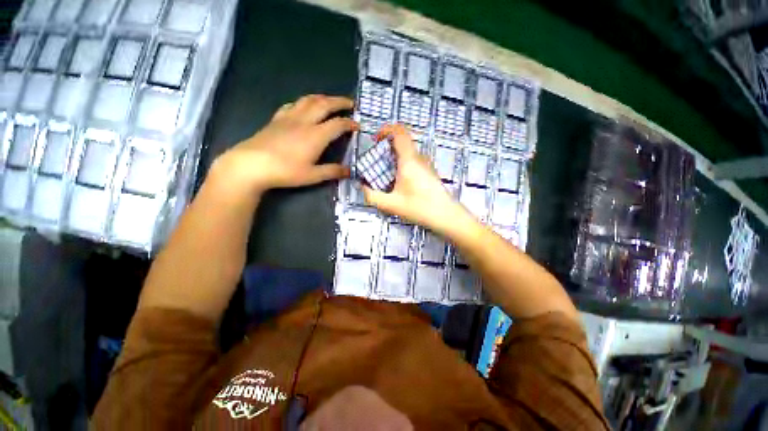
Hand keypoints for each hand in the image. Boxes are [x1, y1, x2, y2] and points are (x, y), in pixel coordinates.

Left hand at [211, 94, 357, 193]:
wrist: (252, 164)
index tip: (358, 125)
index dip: (350, 123)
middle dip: (340, 102)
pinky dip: (303, 102)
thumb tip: (349, 171)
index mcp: (316, 135)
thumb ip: (332, 171)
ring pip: (309, 100)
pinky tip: (304, 106)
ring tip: (331, 100)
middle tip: (350, 103)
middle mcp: (305, 121)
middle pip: (325, 105)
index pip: (338, 124)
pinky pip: (293, 104)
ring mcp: (289, 118)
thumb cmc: (285, 171)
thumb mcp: (313, 175)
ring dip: (323, 98)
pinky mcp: (277, 119)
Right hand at [363, 124, 472, 235]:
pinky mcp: (430, 172)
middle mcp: (419, 158)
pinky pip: (413, 161)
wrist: (446, 216)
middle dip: (387, 146)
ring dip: (394, 157)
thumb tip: (363, 187)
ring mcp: (426, 164)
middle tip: (377, 160)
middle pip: (403, 141)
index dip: (386, 129)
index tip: (375, 139)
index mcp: (409, 160)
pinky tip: (399, 182)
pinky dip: (402, 164)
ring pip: (408, 152)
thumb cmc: (420, 208)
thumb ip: (372, 196)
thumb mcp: (391, 205)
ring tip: (386, 174)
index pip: (399, 132)